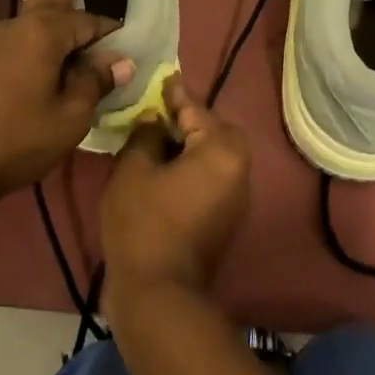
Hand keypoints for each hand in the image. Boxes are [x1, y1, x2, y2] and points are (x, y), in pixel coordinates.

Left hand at [0, 0, 134, 200]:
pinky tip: (23, 39)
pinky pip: (7, 36)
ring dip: (39, 5)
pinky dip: (24, 33)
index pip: (85, 21)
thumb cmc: (16, 140)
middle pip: (47, 2)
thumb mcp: (69, 118)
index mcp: (42, 34)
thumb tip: (121, 61)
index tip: (123, 36)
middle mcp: (13, 26)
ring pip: (23, 16)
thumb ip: (94, 84)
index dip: (106, 29)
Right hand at [101, 76, 250, 320]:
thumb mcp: (134, 168)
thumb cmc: (144, 223)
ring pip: (211, 155)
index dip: (172, 94)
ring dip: (186, 145)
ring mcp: (236, 197)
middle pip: (210, 130)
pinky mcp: (225, 218)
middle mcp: (240, 168)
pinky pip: (209, 178)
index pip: (195, 108)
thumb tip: (156, 122)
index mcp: (222, 149)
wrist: (160, 294)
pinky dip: (190, 168)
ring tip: (152, 140)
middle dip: (183, 121)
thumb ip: (147, 134)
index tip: (157, 79)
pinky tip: (161, 171)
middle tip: (151, 115)